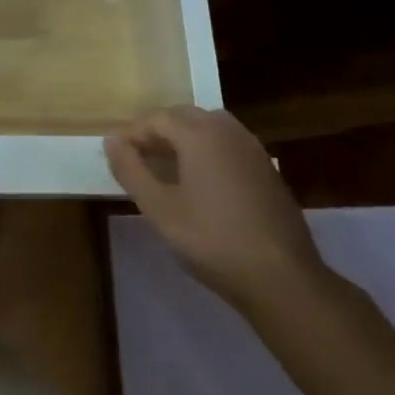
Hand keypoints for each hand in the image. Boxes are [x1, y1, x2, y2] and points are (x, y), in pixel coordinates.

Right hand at [105, 105, 326, 309]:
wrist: (282, 278)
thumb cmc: (212, 240)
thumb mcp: (159, 209)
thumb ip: (131, 170)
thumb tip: (112, 141)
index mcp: (199, 135)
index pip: (157, 118)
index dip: (133, 133)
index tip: (119, 155)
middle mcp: (227, 132)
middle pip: (185, 115)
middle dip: (158, 130)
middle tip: (140, 158)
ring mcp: (252, 149)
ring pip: (210, 126)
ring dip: (185, 137)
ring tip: (169, 165)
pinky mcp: (268, 170)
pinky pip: (229, 144)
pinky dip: (209, 149)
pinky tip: (203, 181)